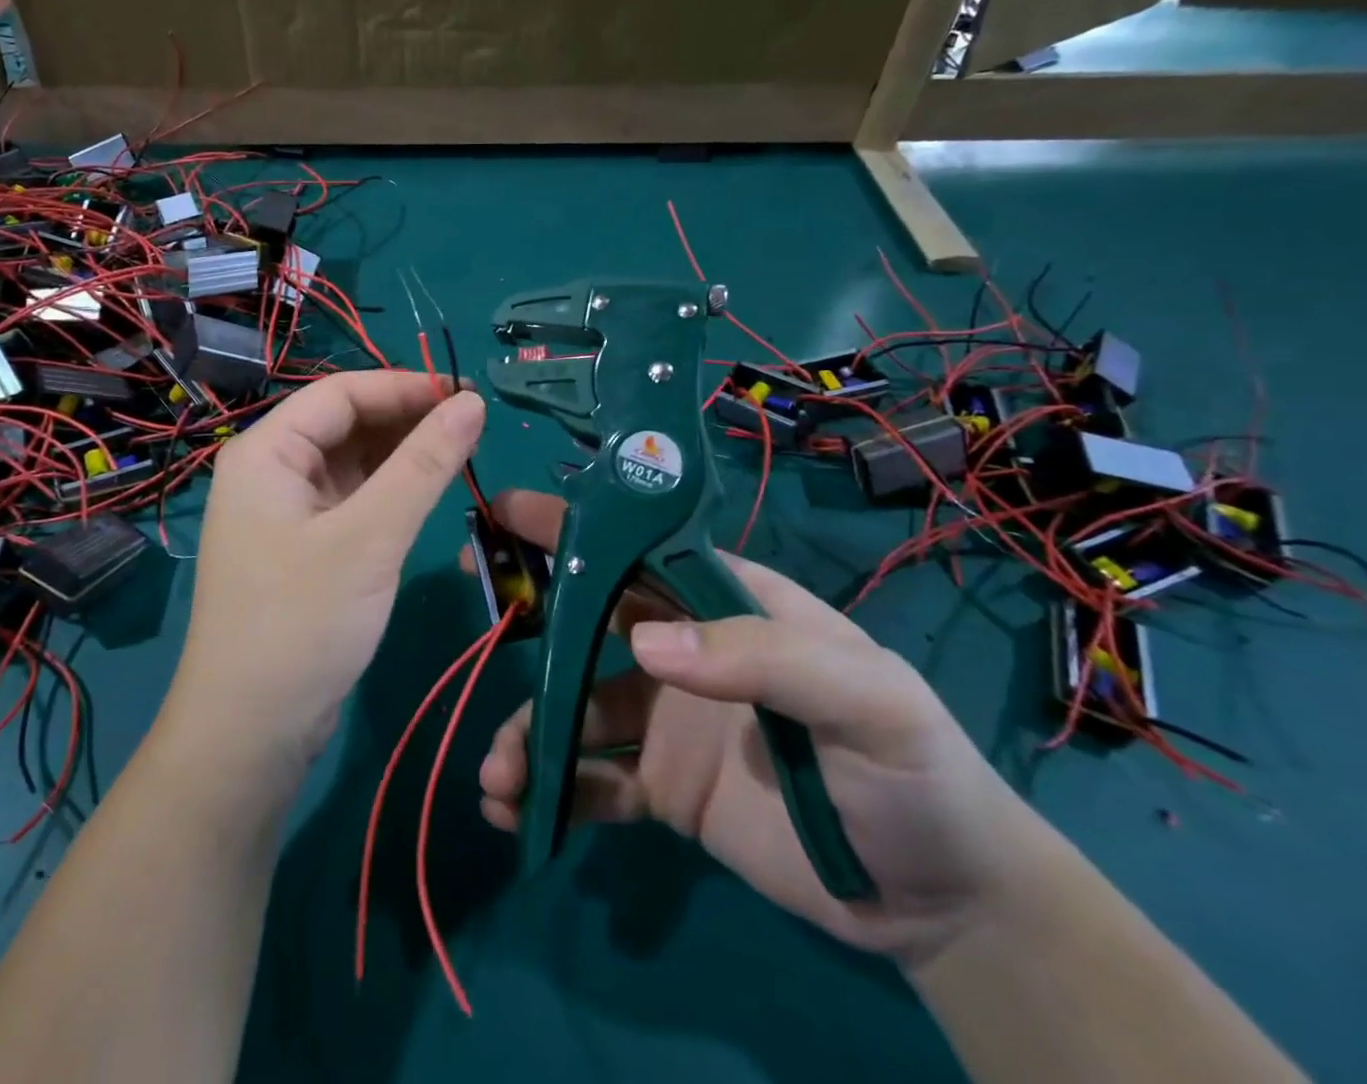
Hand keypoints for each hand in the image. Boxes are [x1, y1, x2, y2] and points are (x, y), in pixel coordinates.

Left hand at [163, 371, 485, 772]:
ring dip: (402, 454)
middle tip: (472, 428)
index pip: (341, 393)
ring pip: (352, 461)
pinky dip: (390, 491)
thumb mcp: (370, 538)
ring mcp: (285, 511)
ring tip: (460, 455)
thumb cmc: (302, 624)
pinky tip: (427, 493)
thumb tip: (472, 403)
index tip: (466, 396)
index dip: (404, 387)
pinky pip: (352, 498)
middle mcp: (270, 471)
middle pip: (345, 423)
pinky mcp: (304, 545)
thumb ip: (424, 465)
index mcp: (266, 452)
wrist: (250, 734)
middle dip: (405, 420)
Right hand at [474, 490, 1059, 963]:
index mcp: (724, 606)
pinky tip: (519, 814)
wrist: (943, 904)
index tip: (506, 512)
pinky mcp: (661, 789)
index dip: (573, 528)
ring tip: (500, 774)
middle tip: (472, 610)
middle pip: (587, 621)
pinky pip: (591, 781)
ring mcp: (665, 720)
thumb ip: (761, 657)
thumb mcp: (863, 699)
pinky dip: (551, 792)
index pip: (638, 552)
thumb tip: (640, 644)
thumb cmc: (913, 772)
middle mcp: (683, 652)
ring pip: (574, 709)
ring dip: (529, 732)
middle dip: (526, 616)